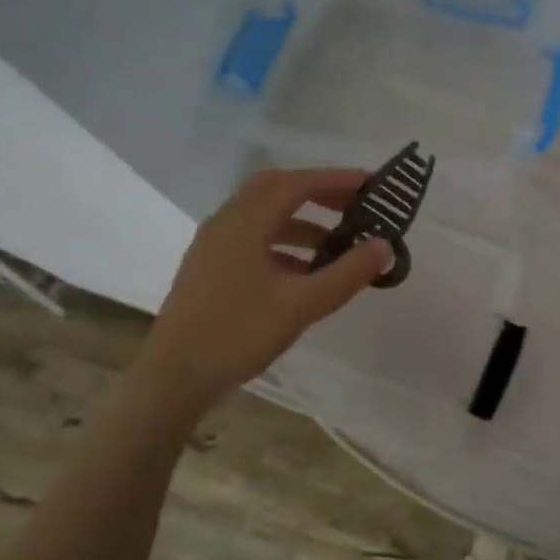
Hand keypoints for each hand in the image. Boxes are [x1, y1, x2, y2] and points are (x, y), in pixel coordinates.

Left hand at [133, 168, 392, 418]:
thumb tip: (385, 246)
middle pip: (277, 190)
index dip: (338, 180)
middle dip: (320, 193)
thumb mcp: (301, 305)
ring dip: (303, 220)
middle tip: (357, 206)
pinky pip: (254, 238)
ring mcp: (214, 245)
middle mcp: (226, 223)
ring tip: (339, 242)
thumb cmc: (238, 335)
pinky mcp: (211, 266)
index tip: (374, 185)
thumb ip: (346, 274)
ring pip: (264, 215)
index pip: (297, 184)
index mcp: (244, 223)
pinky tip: (306, 270)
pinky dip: (285, 242)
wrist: (174, 379)